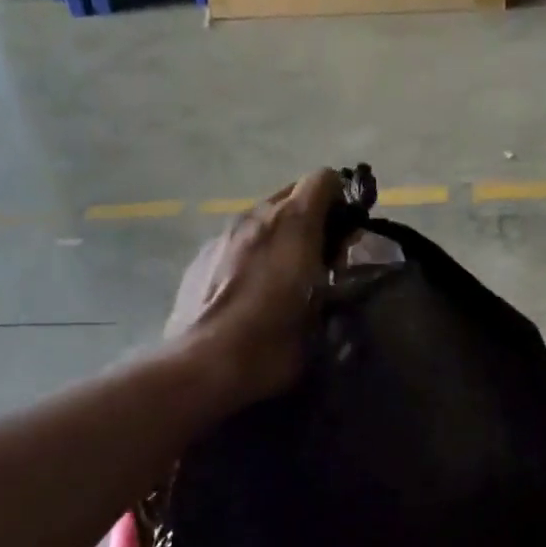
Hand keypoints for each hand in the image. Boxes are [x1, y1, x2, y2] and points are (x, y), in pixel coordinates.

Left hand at [166, 169, 344, 407]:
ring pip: (259, 220)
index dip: (340, 201)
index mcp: (292, 224)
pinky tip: (246, 293)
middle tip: (317, 259)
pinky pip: (234, 243)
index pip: (324, 180)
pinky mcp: (199, 258)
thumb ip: (332, 279)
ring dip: (276, 238)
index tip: (346, 235)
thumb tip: (333, 266)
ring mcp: (221, 235)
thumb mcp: (320, 317)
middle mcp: (255, 217)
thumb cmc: (270, 345)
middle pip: (289, 196)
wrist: (201, 366)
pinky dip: (248, 256)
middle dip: (309, 219)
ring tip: (280, 279)